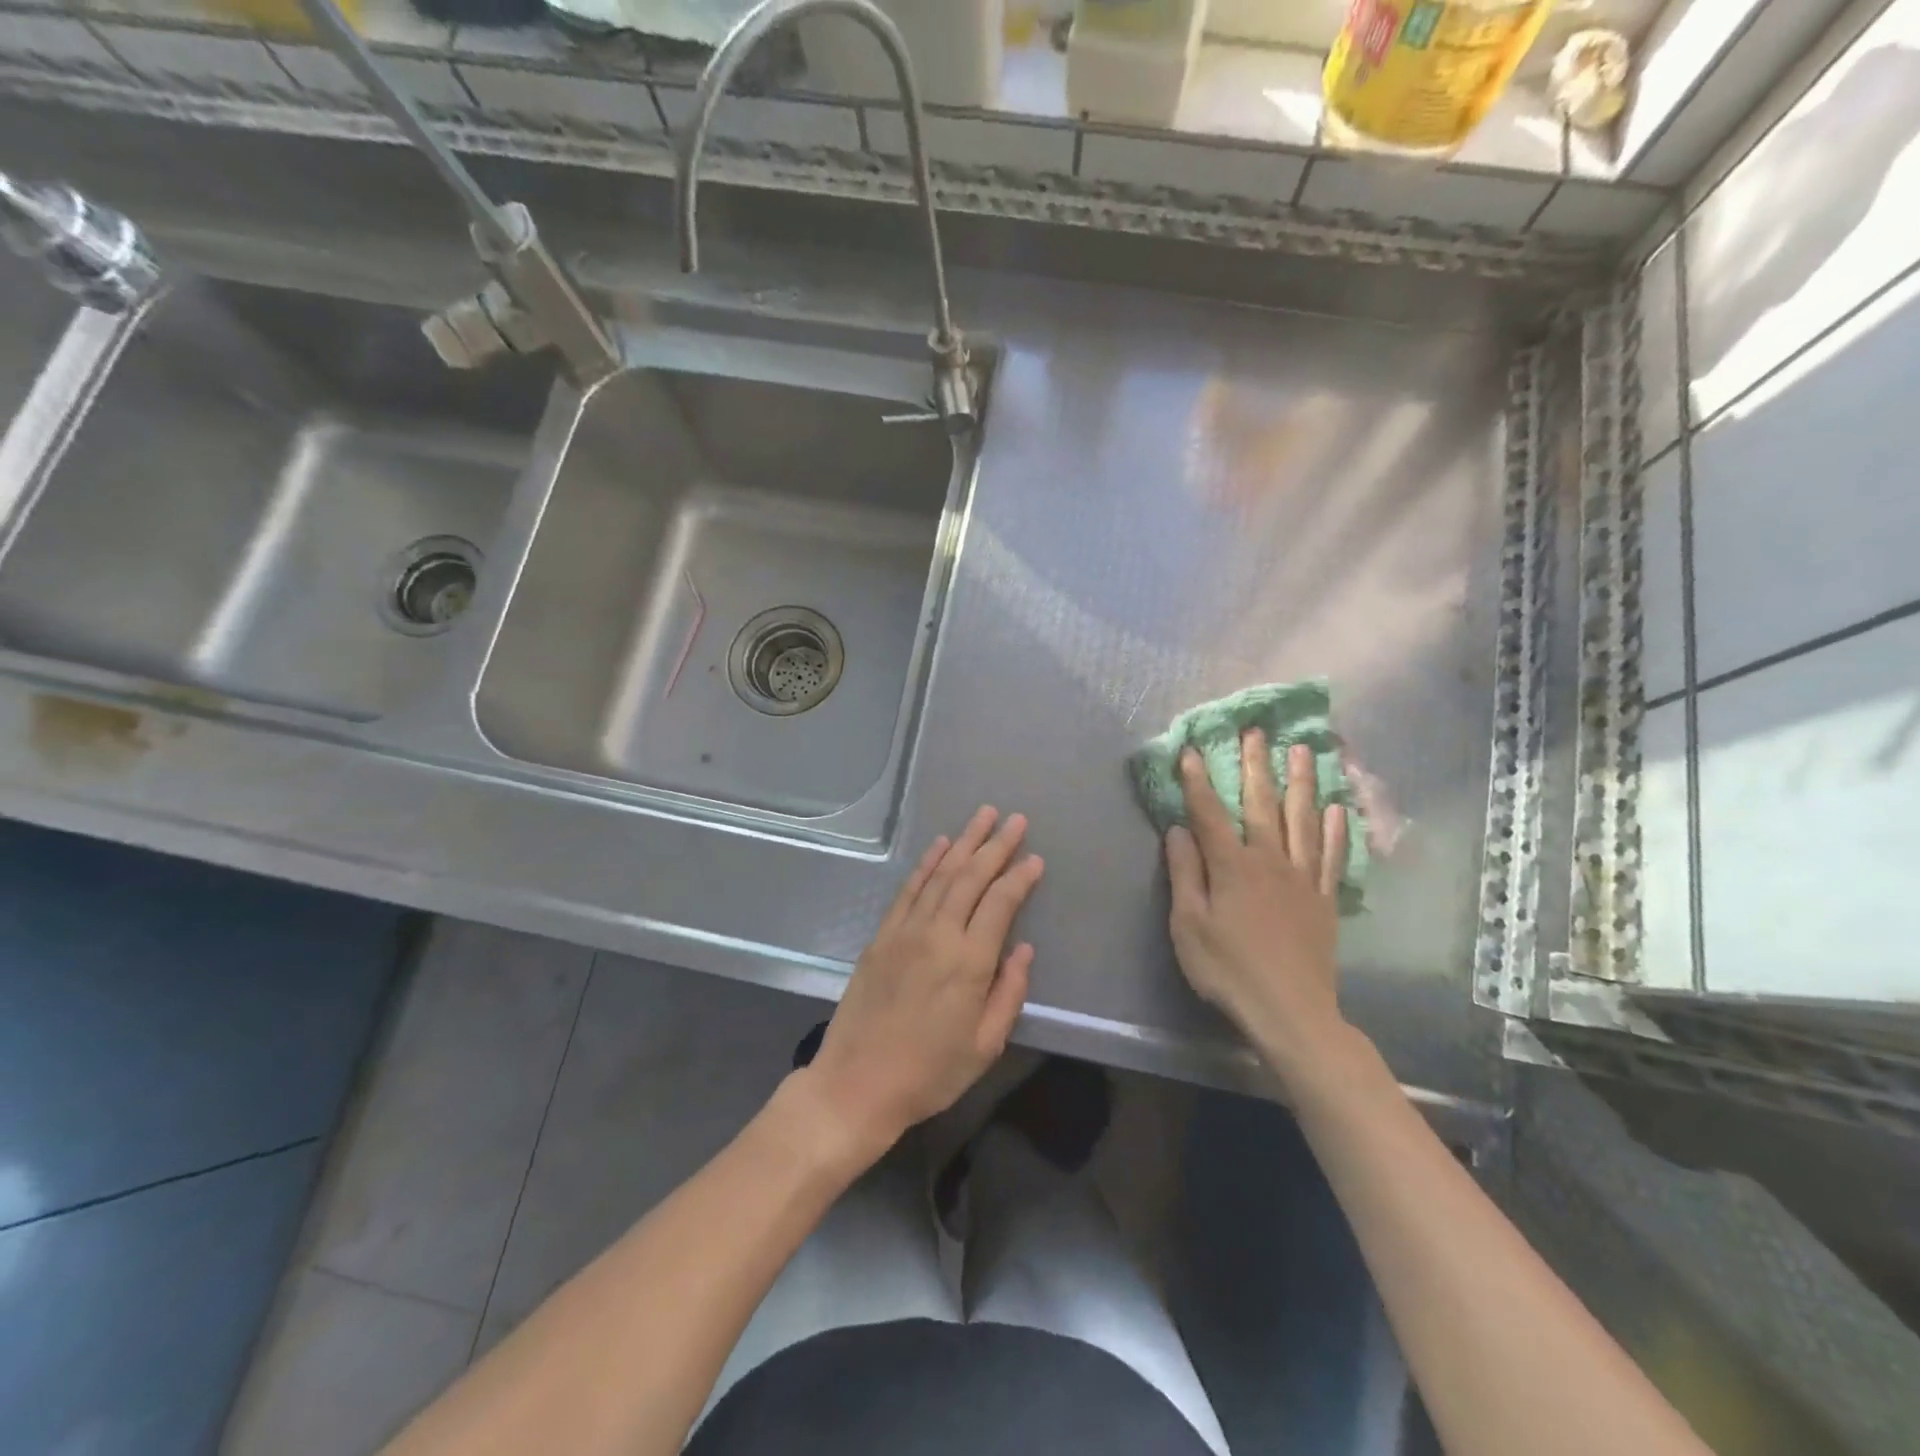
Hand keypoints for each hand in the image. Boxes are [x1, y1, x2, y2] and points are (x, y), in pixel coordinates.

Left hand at [804, 807, 1043, 1158]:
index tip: (1035, 858)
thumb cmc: (930, 1073)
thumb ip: (1009, 992)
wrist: (857, 1083)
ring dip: (964, 842)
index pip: (1001, 903)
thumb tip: (1023, 949)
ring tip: (982, 816)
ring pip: (940, 874)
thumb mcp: (985, 1045)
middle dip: (996, 845)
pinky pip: (909, 889)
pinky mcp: (882, 936)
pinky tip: (940, 846)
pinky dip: (927, 863)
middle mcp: (938, 934)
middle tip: (1016, 818)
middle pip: (971, 877)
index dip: (1020, 877)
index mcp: (969, 961)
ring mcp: (906, 931)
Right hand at [1165, 732, 1356, 1088]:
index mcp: (1232, 866)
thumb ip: (1185, 873)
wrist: (1291, 1011)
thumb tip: (1177, 830)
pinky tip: (1335, 808)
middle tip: (1256, 730)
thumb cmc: (1228, 969)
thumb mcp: (1188, 925)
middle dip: (1255, 765)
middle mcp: (1269, 861)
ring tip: (1301, 750)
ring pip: (1302, 820)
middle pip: (1261, 804)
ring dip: (1300, 782)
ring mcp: (1302, 878)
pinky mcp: (1324, 899)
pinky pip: (1331, 856)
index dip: (1198, 780)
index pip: (1210, 813)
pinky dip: (1333, 829)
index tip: (1190, 750)